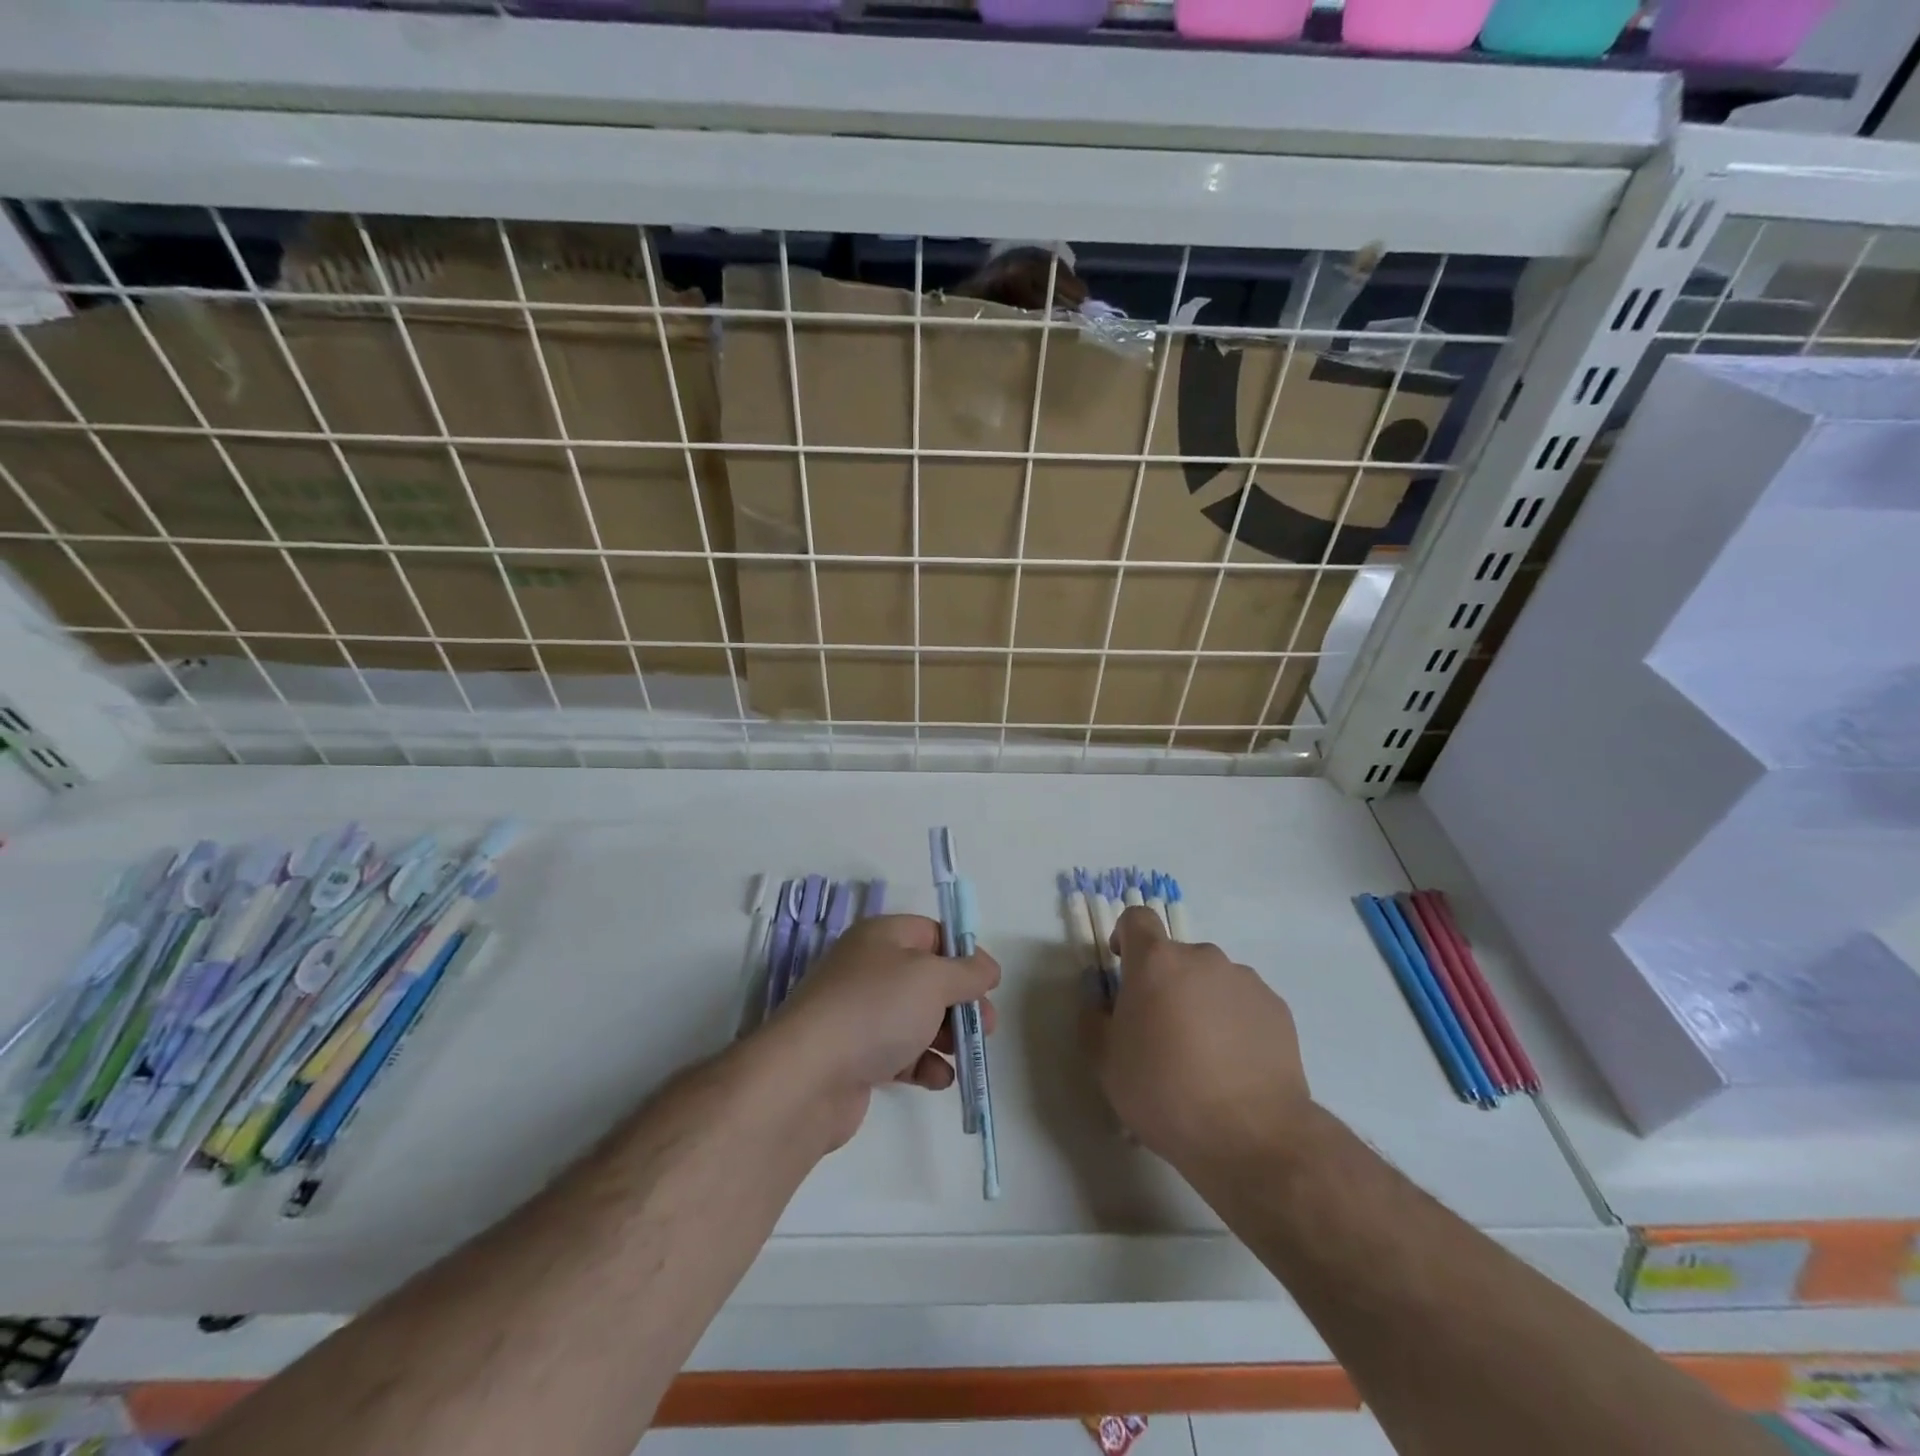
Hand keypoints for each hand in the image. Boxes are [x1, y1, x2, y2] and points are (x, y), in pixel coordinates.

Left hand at [770, 915, 999, 1149]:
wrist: (808, 1077)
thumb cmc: (876, 1010)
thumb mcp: (933, 979)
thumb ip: (967, 971)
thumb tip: (987, 968)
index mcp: (882, 937)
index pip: (932, 934)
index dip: (963, 955)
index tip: (987, 984)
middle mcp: (869, 969)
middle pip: (927, 979)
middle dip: (960, 1002)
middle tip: (986, 1026)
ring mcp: (860, 1014)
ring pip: (916, 1018)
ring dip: (946, 1036)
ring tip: (964, 1054)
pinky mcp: (856, 1056)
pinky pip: (900, 1053)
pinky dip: (923, 1064)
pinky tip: (939, 1079)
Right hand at [1083, 907, 1311, 1176]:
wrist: (1252, 1137)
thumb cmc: (1164, 1093)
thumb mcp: (1105, 1062)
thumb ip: (1093, 1017)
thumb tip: (1098, 994)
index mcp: (1155, 962)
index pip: (1137, 918)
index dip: (1126, 937)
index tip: (1123, 970)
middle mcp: (1202, 958)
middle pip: (1175, 956)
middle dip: (1164, 982)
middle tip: (1161, 1031)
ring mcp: (1244, 980)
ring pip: (1211, 979)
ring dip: (1200, 1001)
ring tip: (1204, 1055)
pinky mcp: (1277, 1007)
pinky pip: (1243, 1003)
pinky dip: (1233, 1021)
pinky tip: (1234, 1065)